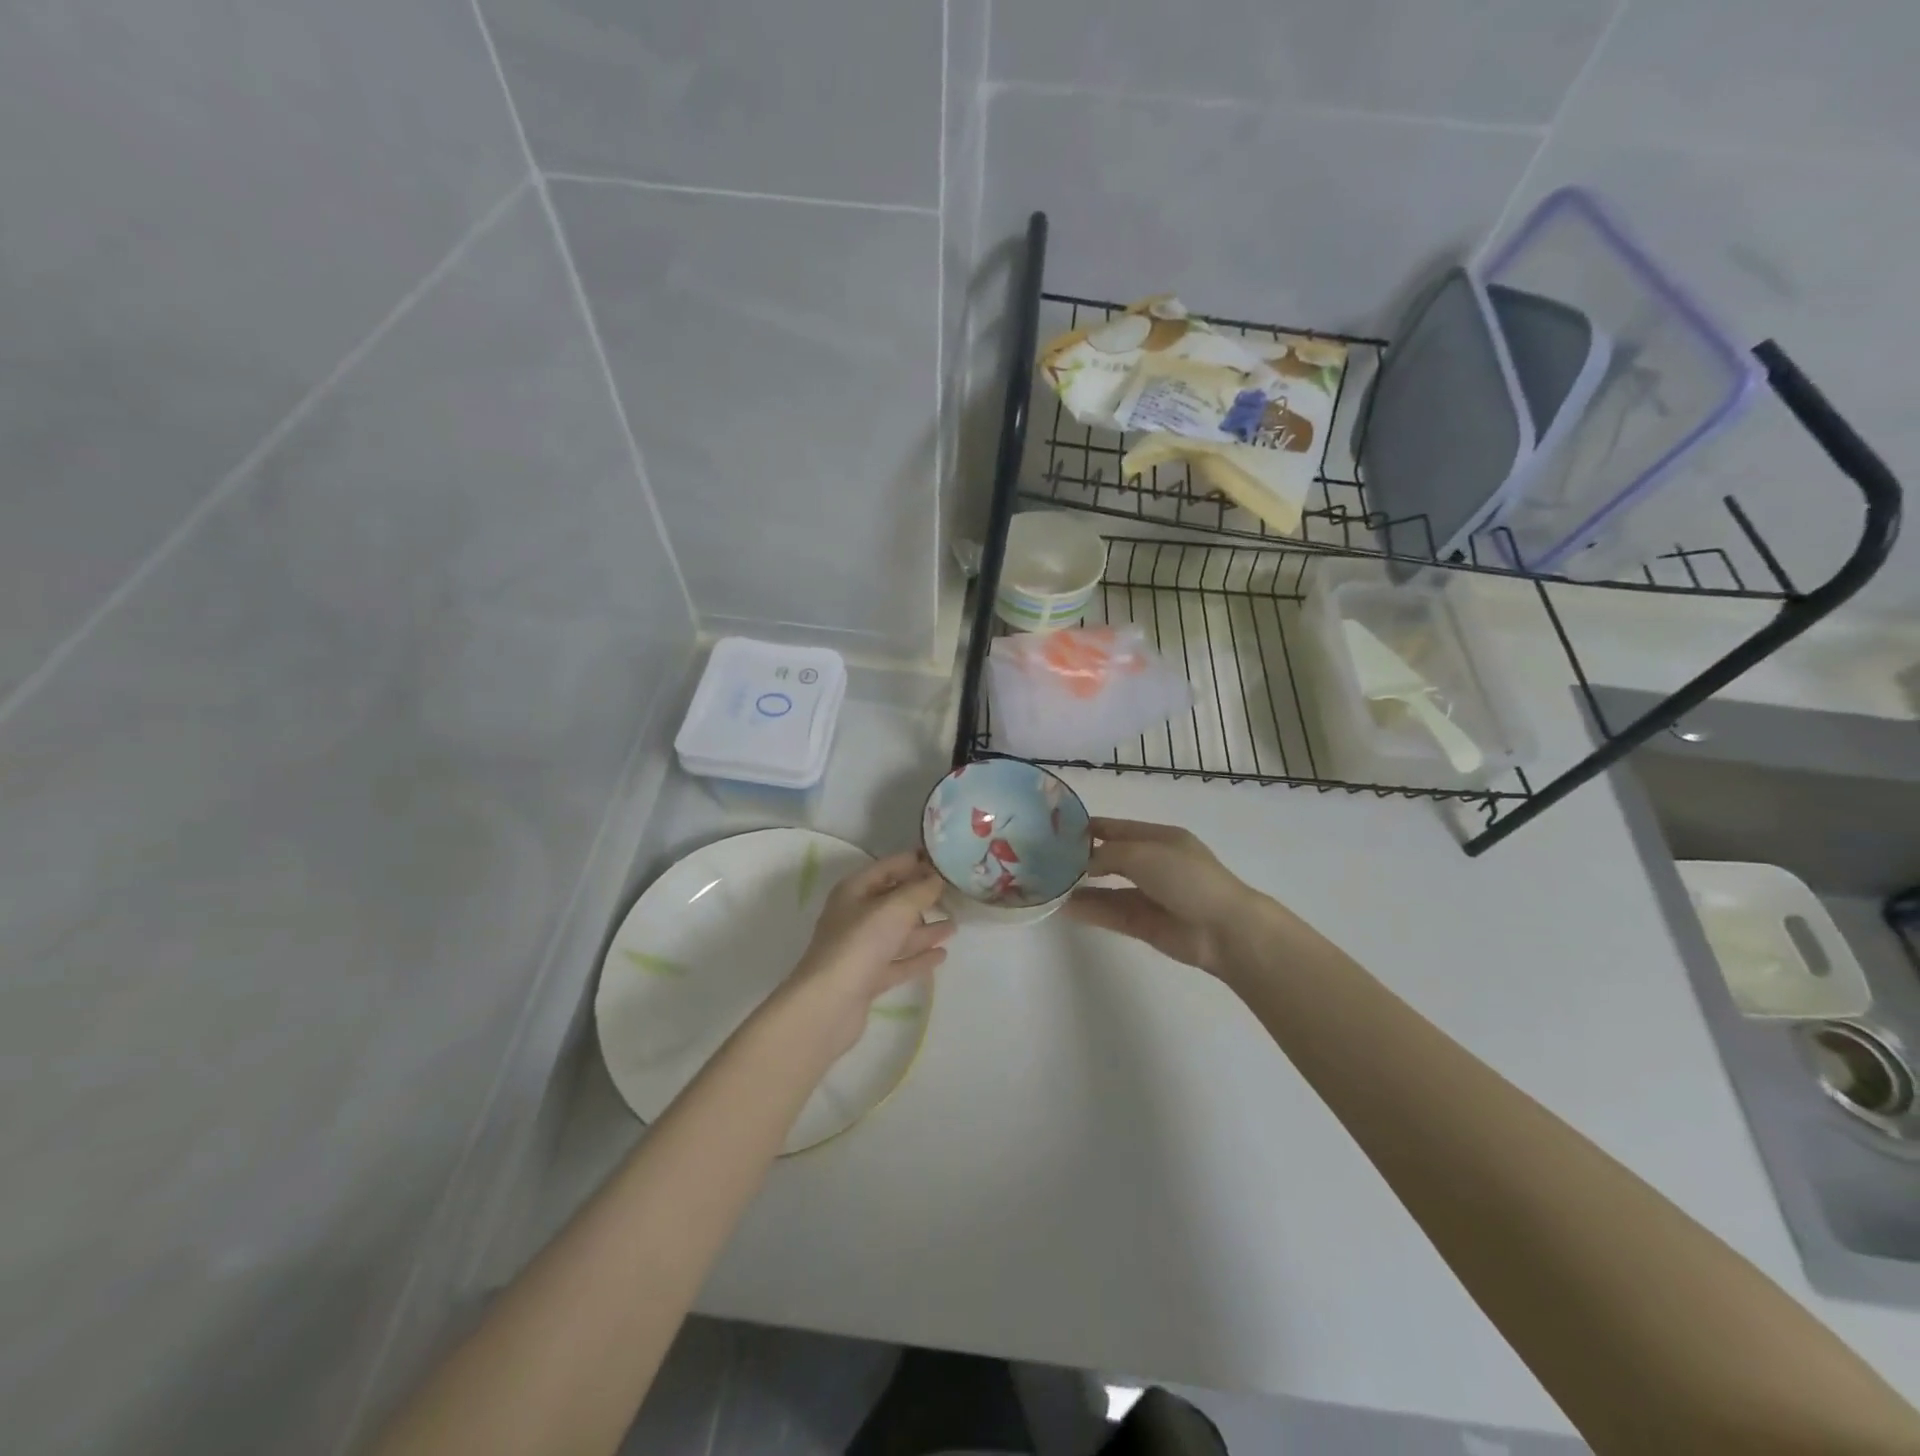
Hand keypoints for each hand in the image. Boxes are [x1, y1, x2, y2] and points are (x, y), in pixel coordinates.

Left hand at [780, 851, 953, 1056]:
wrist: (829, 1004)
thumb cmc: (861, 943)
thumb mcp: (895, 907)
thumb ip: (920, 890)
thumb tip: (937, 878)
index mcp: (855, 890)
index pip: (888, 867)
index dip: (914, 862)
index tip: (944, 860)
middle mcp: (855, 916)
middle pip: (893, 900)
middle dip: (921, 897)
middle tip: (954, 893)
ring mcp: (861, 949)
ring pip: (898, 933)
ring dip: (924, 928)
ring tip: (954, 924)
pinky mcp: (868, 978)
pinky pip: (898, 961)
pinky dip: (918, 957)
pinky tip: (941, 955)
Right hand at [1065, 818, 1260, 976]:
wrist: (1223, 929)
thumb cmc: (1187, 878)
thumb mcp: (1144, 853)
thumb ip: (1107, 854)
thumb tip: (1082, 863)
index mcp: (1159, 838)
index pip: (1116, 828)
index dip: (1087, 828)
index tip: (1054, 831)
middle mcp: (1152, 864)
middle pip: (1109, 858)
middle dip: (1080, 858)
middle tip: (1044, 860)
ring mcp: (1148, 895)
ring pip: (1106, 888)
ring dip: (1080, 887)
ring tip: (1047, 885)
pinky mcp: (1143, 923)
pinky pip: (1110, 912)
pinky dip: (1088, 910)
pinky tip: (1063, 907)